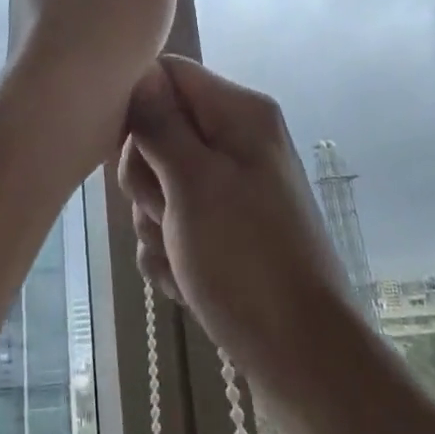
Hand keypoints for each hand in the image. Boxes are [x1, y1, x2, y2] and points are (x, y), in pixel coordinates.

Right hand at [119, 57, 358, 407]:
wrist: (305, 361)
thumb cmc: (246, 260)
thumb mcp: (192, 182)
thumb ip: (158, 121)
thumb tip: (138, 73)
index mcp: (238, 112)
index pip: (167, 73)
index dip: (138, 105)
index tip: (129, 149)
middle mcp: (236, 140)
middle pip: (157, 130)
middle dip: (147, 178)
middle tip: (166, 213)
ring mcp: (230, 188)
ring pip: (159, 182)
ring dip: (155, 223)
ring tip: (182, 257)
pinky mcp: (224, 229)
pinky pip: (174, 222)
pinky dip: (170, 252)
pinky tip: (187, 281)